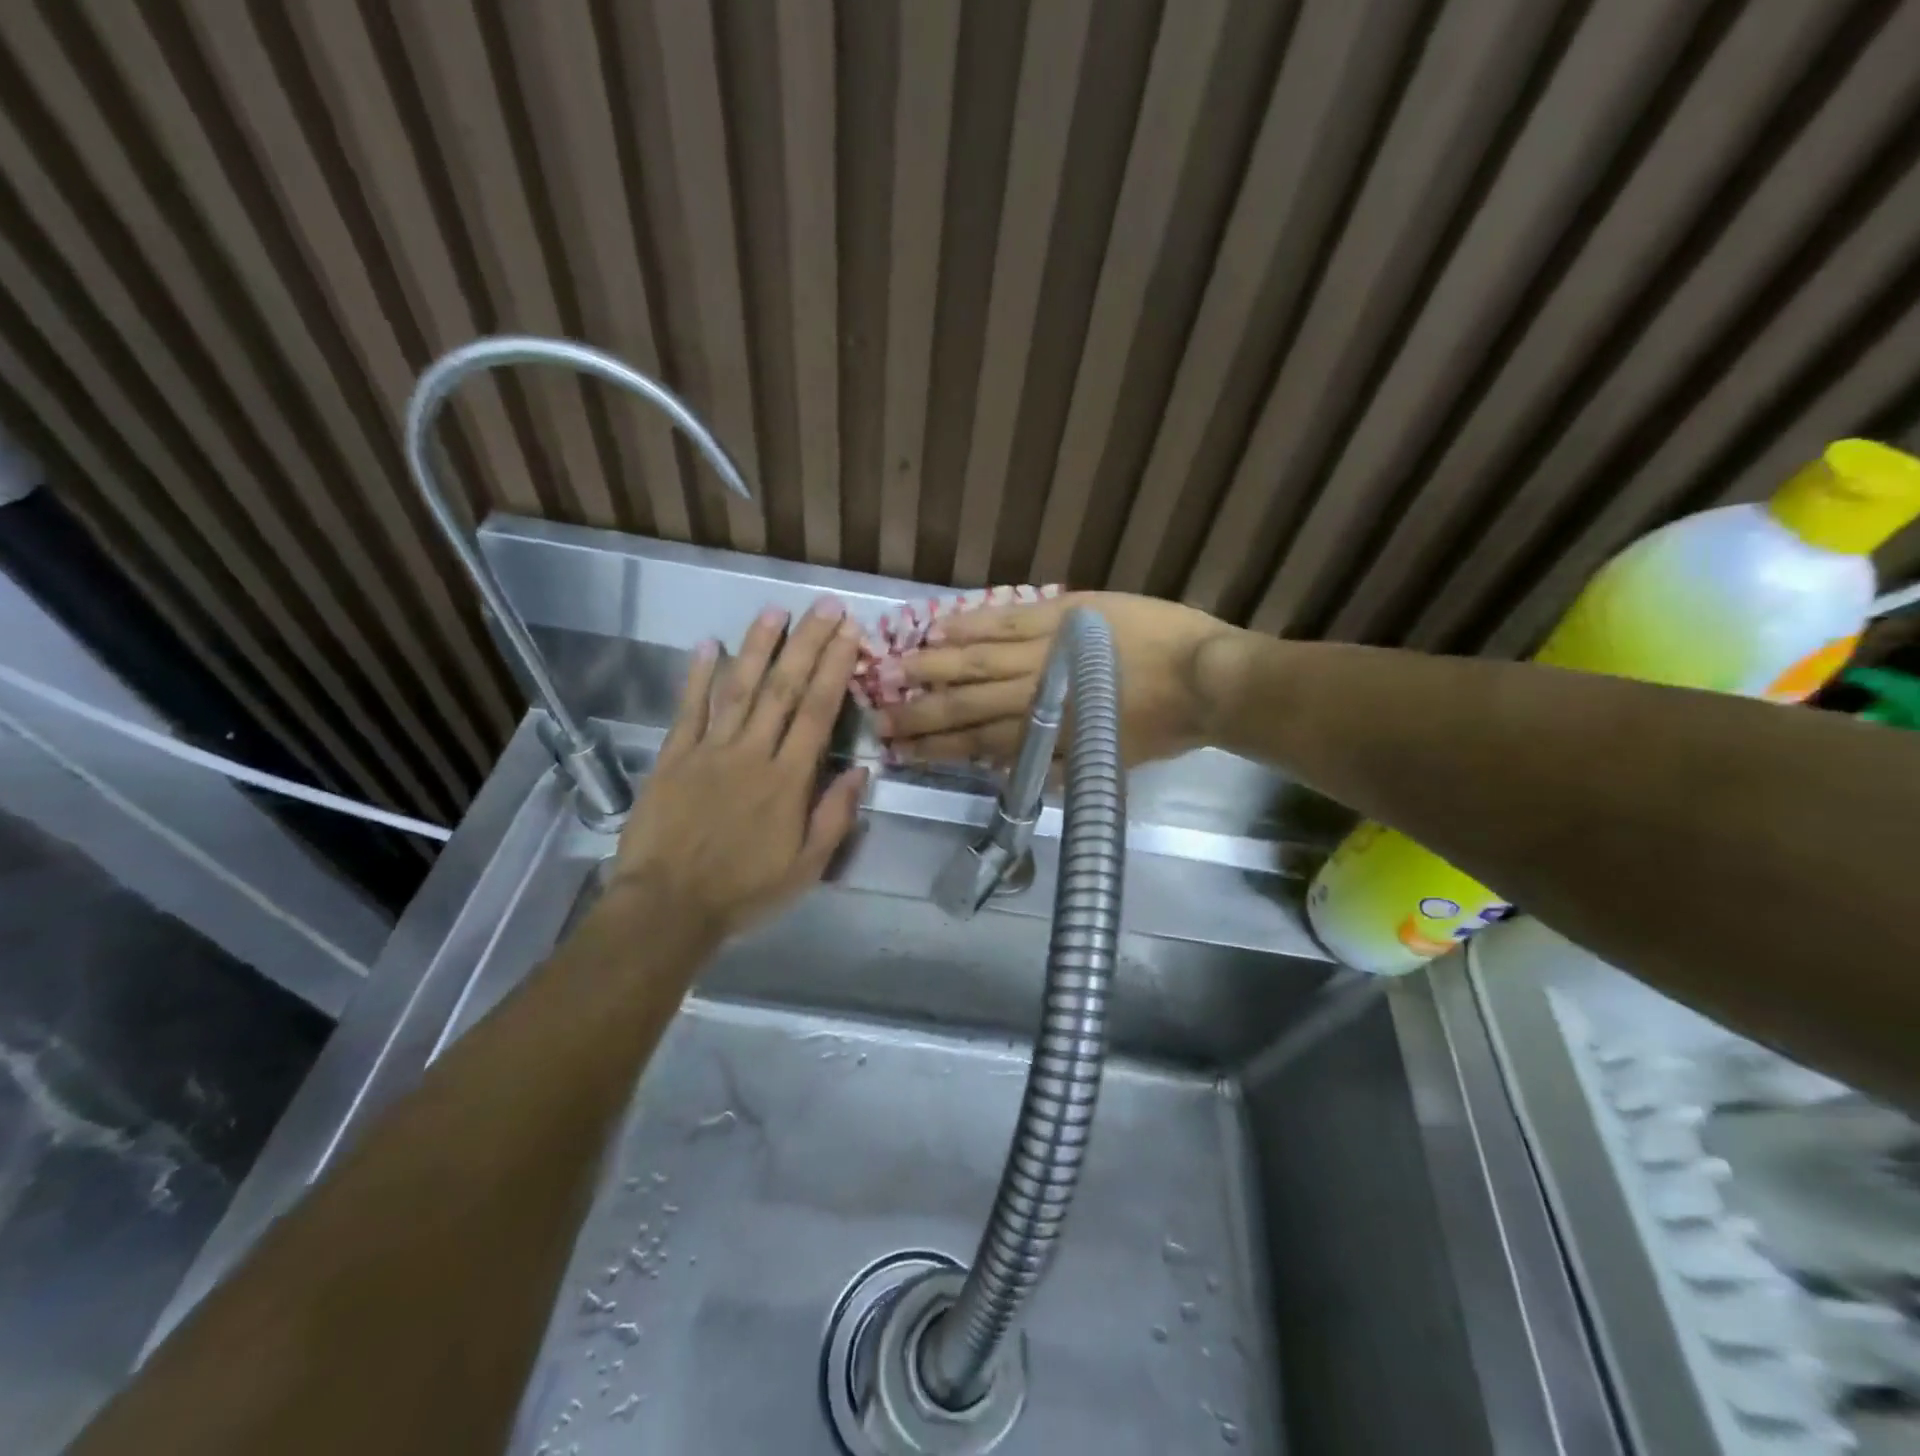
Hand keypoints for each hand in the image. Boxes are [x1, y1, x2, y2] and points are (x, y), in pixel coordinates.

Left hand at [609, 598, 868, 942]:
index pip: (816, 712)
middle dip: (807, 644)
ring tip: (775, 611)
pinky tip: (706, 644)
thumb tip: (861, 771)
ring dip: (757, 646)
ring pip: (738, 688)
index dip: (835, 669)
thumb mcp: (806, 867)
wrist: (666, 907)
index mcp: (787, 780)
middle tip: (825, 607)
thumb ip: (834, 816)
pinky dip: (696, 676)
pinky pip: (688, 709)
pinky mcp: (673, 757)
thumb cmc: (744, 890)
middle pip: (782, 688)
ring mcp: (708, 751)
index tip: (850, 634)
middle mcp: (751, 753)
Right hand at [875, 591, 1233, 766]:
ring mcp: (1046, 650)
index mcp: (1048, 735)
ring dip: (933, 670)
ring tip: (892, 673)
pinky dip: (971, 624)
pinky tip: (939, 629)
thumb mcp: (1110, 761)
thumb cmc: (1164, 727)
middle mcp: (1036, 695)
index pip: (979, 745)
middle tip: (880, 718)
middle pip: (967, 706)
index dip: (938, 750)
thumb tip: (1009, 768)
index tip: (902, 753)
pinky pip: (1007, 619)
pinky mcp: (1063, 616)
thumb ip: (1058, 765)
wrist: (1207, 678)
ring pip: (977, 661)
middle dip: (921, 715)